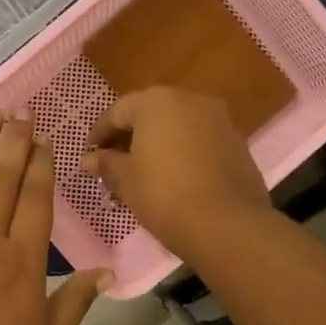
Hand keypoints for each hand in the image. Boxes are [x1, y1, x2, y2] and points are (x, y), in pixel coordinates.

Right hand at [80, 88, 271, 251]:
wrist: (227, 224)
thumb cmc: (164, 194)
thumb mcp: (126, 180)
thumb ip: (107, 163)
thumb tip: (90, 159)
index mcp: (156, 101)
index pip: (117, 112)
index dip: (99, 134)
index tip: (89, 155)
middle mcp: (189, 100)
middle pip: (149, 114)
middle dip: (129, 137)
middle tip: (113, 164)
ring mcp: (218, 119)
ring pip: (176, 126)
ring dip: (156, 144)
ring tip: (141, 172)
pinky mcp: (236, 142)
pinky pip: (198, 140)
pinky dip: (181, 152)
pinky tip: (172, 177)